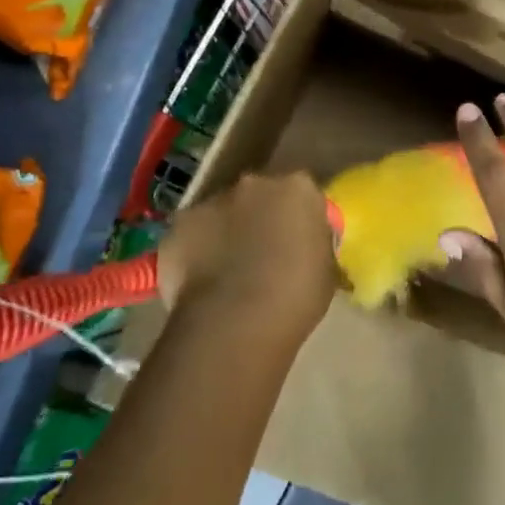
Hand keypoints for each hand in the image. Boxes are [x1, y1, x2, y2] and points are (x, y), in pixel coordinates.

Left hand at [160, 172, 336, 338]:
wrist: (235, 321)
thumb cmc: (295, 297)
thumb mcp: (325, 270)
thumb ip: (314, 246)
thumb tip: (304, 249)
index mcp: (299, 188)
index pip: (302, 194)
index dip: (299, 219)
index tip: (298, 242)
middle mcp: (255, 183)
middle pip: (260, 195)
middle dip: (261, 217)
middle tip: (263, 255)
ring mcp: (213, 200)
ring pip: (223, 212)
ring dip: (227, 232)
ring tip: (228, 274)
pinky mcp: (179, 224)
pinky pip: (191, 234)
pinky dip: (195, 251)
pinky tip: (200, 283)